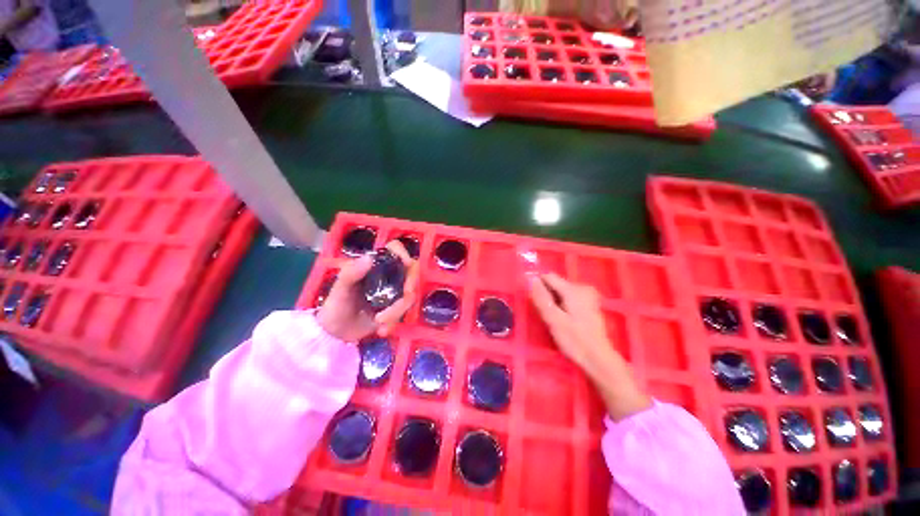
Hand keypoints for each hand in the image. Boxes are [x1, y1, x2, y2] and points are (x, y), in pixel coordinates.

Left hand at [317, 241, 418, 342]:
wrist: (335, 334)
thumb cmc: (335, 306)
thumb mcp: (338, 290)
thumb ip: (350, 274)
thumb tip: (369, 258)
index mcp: (375, 265)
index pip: (395, 249)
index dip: (404, 253)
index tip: (406, 264)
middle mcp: (388, 275)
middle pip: (411, 271)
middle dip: (410, 285)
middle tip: (406, 296)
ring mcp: (394, 292)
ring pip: (410, 294)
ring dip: (398, 310)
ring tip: (380, 322)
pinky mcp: (396, 308)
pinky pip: (405, 312)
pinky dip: (395, 322)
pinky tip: (382, 330)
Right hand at [529, 273, 651, 420]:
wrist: (598, 359)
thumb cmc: (574, 340)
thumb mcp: (553, 319)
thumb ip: (541, 298)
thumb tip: (531, 279)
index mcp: (573, 289)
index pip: (548, 277)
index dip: (539, 287)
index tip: (537, 304)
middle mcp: (582, 287)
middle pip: (555, 284)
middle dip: (547, 296)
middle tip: (548, 316)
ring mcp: (587, 295)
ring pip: (561, 291)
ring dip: (554, 302)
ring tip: (556, 319)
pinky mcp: (589, 303)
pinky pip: (568, 297)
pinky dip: (563, 305)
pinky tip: (565, 320)